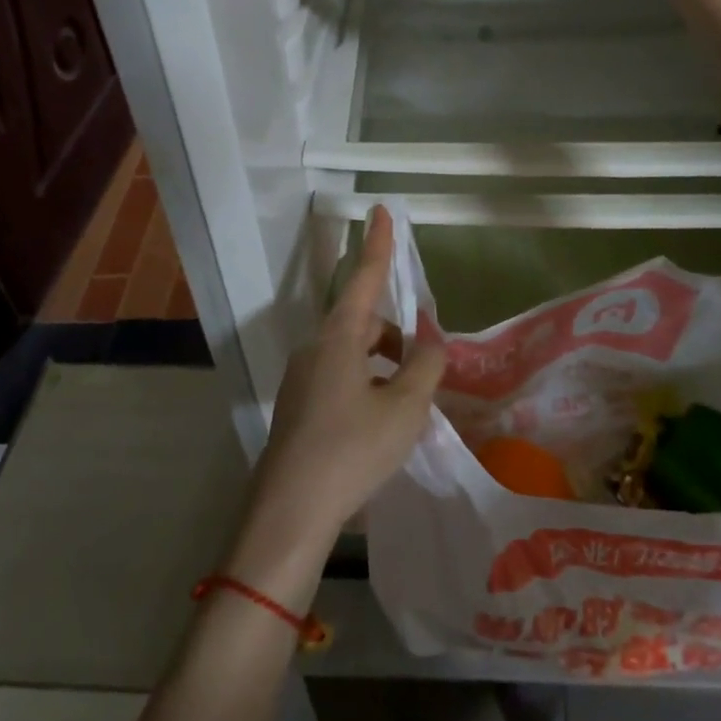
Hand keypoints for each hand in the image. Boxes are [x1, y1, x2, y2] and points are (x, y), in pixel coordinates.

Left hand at [232, 208, 445, 594]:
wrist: (290, 511)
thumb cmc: (352, 449)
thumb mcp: (404, 408)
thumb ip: (425, 366)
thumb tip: (430, 342)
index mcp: (339, 338)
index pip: (364, 278)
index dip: (377, 244)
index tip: (379, 210)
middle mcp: (315, 348)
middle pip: (363, 324)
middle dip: (396, 337)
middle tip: (424, 372)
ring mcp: (302, 378)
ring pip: (352, 354)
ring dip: (382, 367)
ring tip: (408, 407)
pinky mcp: (298, 406)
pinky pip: (339, 379)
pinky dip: (366, 387)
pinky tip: (380, 426)